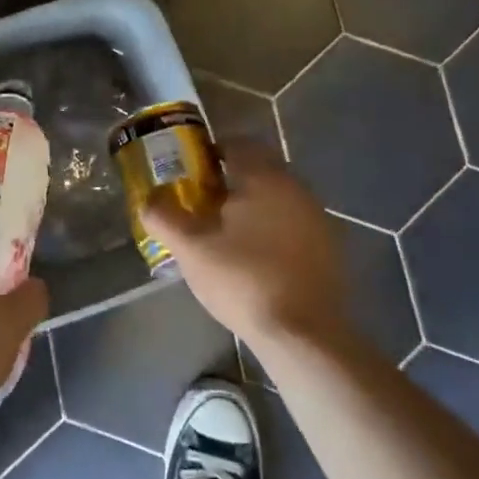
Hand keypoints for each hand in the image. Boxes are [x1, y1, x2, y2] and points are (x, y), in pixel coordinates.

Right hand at [141, 140, 347, 351]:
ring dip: (254, 206)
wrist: (304, 334)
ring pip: (278, 197)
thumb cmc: (244, 280)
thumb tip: (149, 198)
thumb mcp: (191, 249)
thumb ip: (164, 216)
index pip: (236, 144)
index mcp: (263, 177)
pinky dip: (275, 230)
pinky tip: (259, 259)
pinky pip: (295, 223)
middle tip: (204, 205)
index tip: (191, 175)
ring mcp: (317, 217)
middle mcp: (295, 187)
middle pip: (259, 169)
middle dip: (231, 181)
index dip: (210, 153)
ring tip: (228, 235)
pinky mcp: (329, 246)